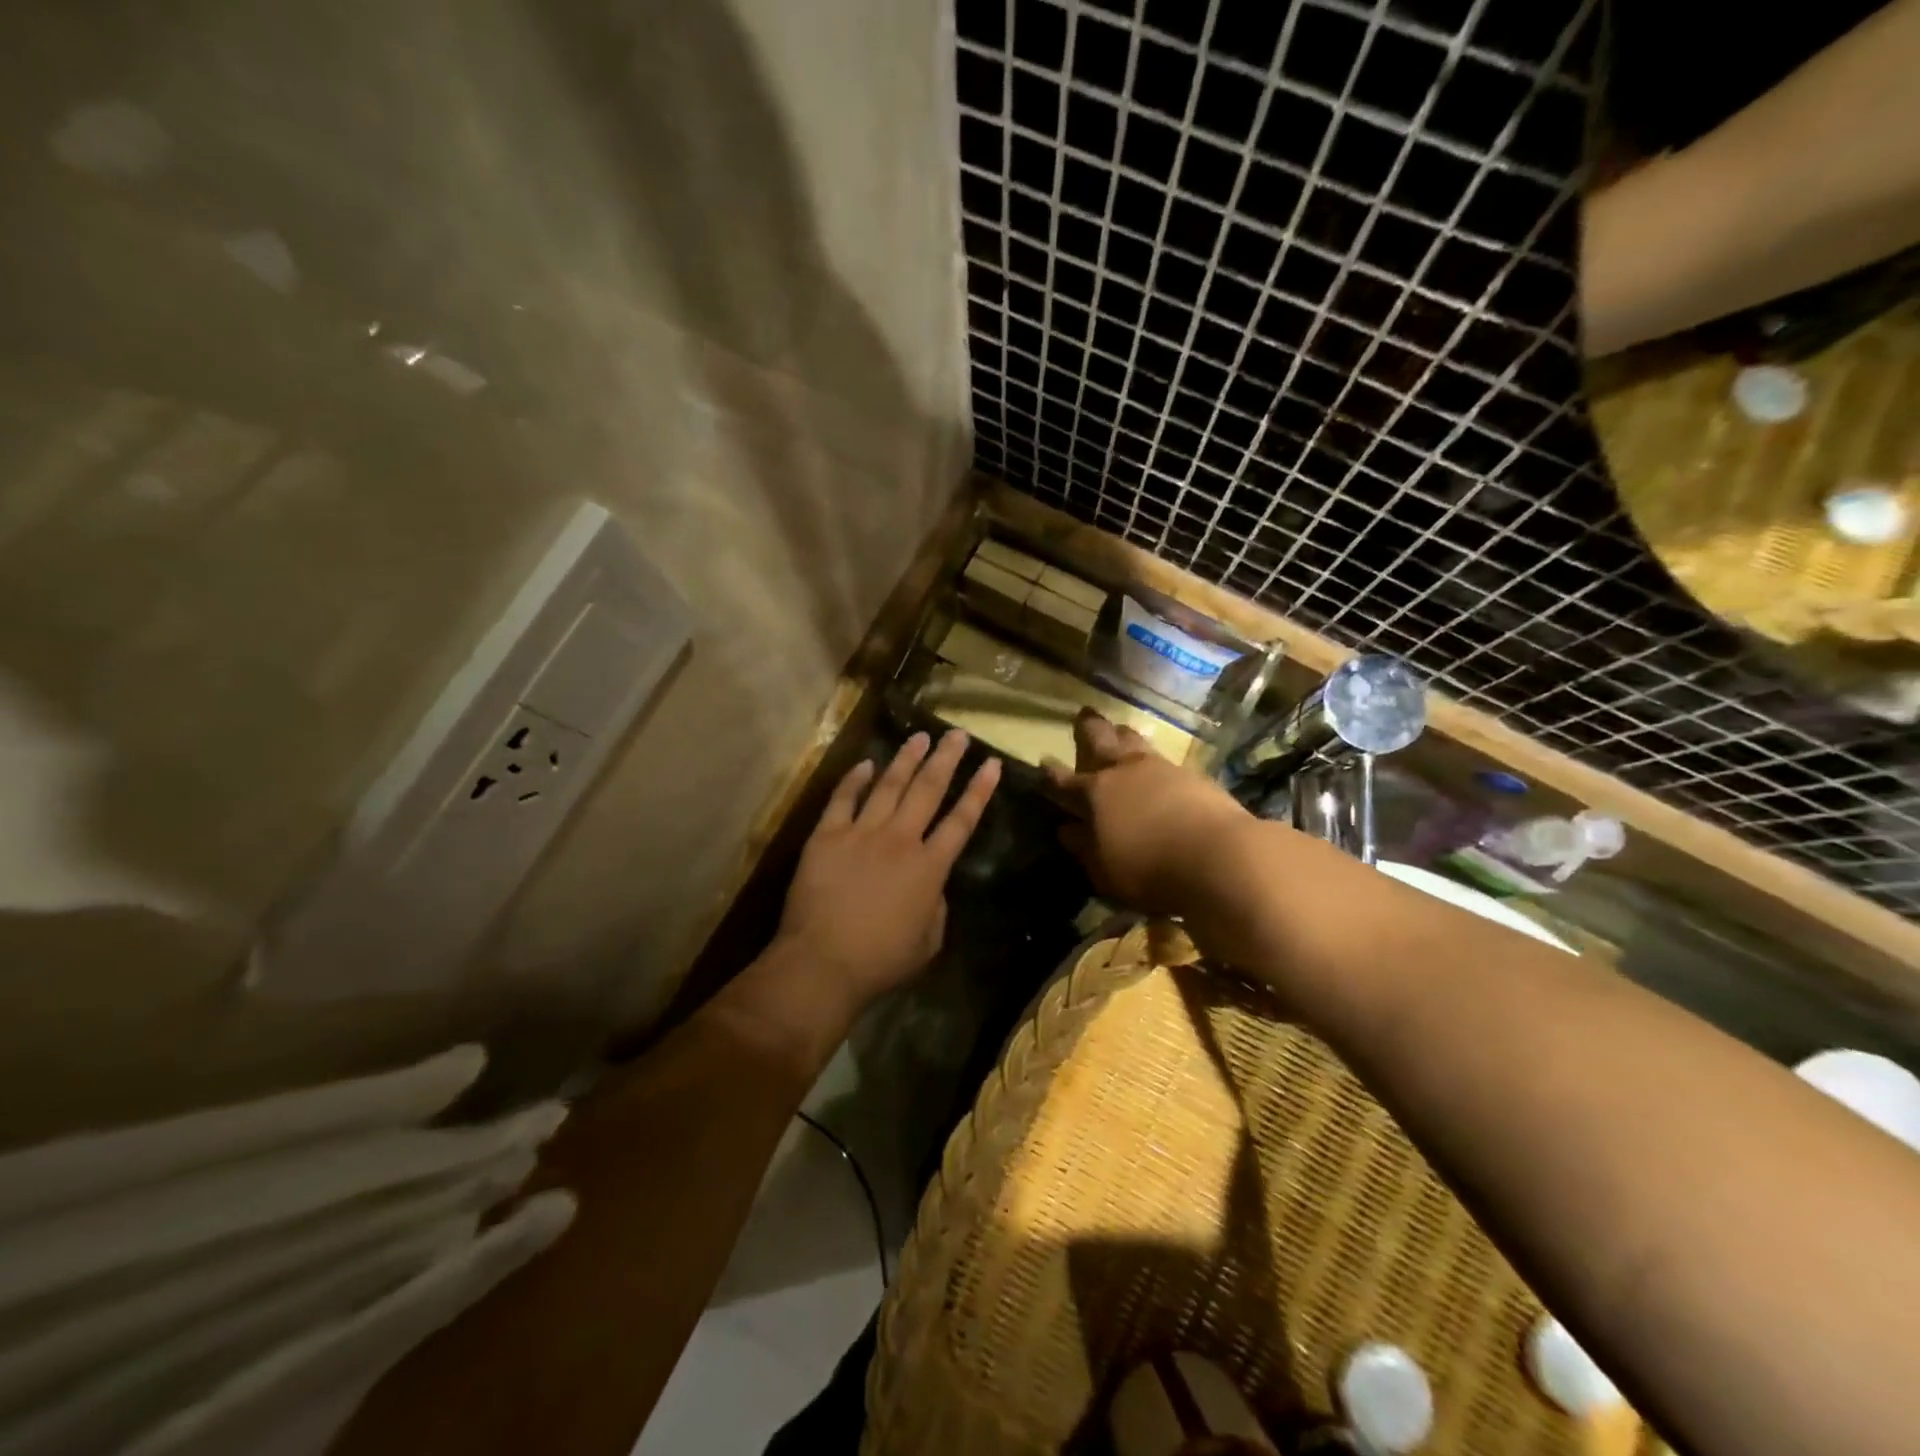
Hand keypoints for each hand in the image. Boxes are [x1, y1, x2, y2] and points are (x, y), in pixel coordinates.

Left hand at [768, 729, 999, 1030]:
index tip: (992, 764)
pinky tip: (866, 763)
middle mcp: (900, 840)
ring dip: (906, 759)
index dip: (979, 791)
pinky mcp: (827, 836)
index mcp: (929, 867)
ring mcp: (861, 833)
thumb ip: (937, 907)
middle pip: (928, 790)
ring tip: (920, 737)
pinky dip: (855, 779)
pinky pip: (843, 799)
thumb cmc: (880, 960)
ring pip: (889, 786)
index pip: (962, 820)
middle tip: (957, 734)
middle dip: (946, 759)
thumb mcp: (928, 942)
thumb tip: (932, 885)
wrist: (823, 962)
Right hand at [1046, 708, 1248, 914]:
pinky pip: (1165, 759)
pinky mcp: (1194, 776)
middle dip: (1090, 729)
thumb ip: (1084, 847)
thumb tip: (1066, 830)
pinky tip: (1158, 764)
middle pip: (1102, 741)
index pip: (1065, 781)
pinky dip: (1155, 758)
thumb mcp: (1105, 869)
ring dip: (1125, 735)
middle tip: (1084, 714)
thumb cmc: (1150, 869)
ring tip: (1121, 728)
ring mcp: (1162, 768)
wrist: (1219, 857)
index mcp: (1096, 792)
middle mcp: (1126, 771)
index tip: (1044, 762)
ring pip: (1136, 742)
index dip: (1052, 774)